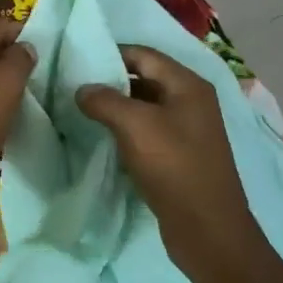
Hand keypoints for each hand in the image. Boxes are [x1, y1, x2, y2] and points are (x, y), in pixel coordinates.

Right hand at [77, 46, 262, 276]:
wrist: (207, 228)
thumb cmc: (174, 166)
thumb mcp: (135, 126)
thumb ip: (104, 100)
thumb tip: (82, 90)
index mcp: (187, 85)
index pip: (144, 55)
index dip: (111, 53)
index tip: (78, 60)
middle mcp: (191, 101)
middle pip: (145, 78)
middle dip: (111, 80)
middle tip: (75, 86)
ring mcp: (187, 129)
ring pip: (145, 106)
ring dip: (116, 107)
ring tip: (82, 110)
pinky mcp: (180, 155)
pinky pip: (148, 131)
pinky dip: (126, 129)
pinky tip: (103, 137)